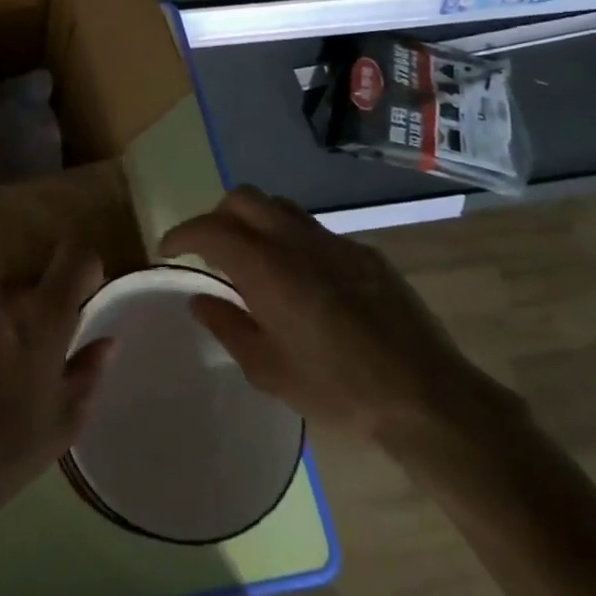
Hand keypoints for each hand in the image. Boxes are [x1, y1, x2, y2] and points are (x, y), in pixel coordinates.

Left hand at [0, 242, 112, 521]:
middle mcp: (0, 291)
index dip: (84, 272)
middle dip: (33, 310)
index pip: (76, 256)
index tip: (81, 298)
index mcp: (43, 313)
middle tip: (25, 354)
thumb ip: (89, 370)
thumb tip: (105, 340)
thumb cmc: (6, 449)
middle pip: (28, 283)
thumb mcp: (64, 421)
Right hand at [161, 186, 503, 446]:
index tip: (168, 249)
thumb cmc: (338, 390)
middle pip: (244, 198)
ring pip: (280, 206)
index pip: (210, 229)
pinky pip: (315, 230)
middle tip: (210, 249)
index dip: (182, 233)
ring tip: (252, 258)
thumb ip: (227, 327)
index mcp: (266, 268)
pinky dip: (292, 240)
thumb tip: (201, 299)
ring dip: (255, 221)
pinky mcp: (365, 254)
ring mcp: (335, 242)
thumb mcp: (268, 371)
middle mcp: (296, 241)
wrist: (426, 396)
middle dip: (217, 215)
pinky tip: (303, 281)